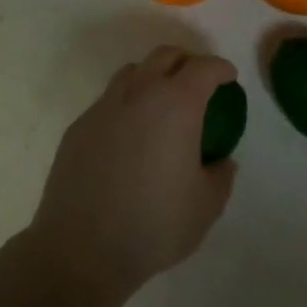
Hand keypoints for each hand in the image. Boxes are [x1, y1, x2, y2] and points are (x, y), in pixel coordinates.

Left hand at [27, 47, 238, 303]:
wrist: (81, 250)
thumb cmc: (154, 225)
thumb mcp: (207, 206)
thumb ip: (221, 175)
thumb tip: (220, 162)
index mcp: (176, 106)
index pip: (204, 68)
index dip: (221, 69)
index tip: (229, 80)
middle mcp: (138, 95)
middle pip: (165, 56)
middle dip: (187, 62)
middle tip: (198, 84)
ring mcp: (103, 108)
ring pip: (132, 72)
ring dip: (153, 77)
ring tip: (162, 105)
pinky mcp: (77, 128)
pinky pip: (108, 101)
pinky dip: (127, 104)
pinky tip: (129, 137)